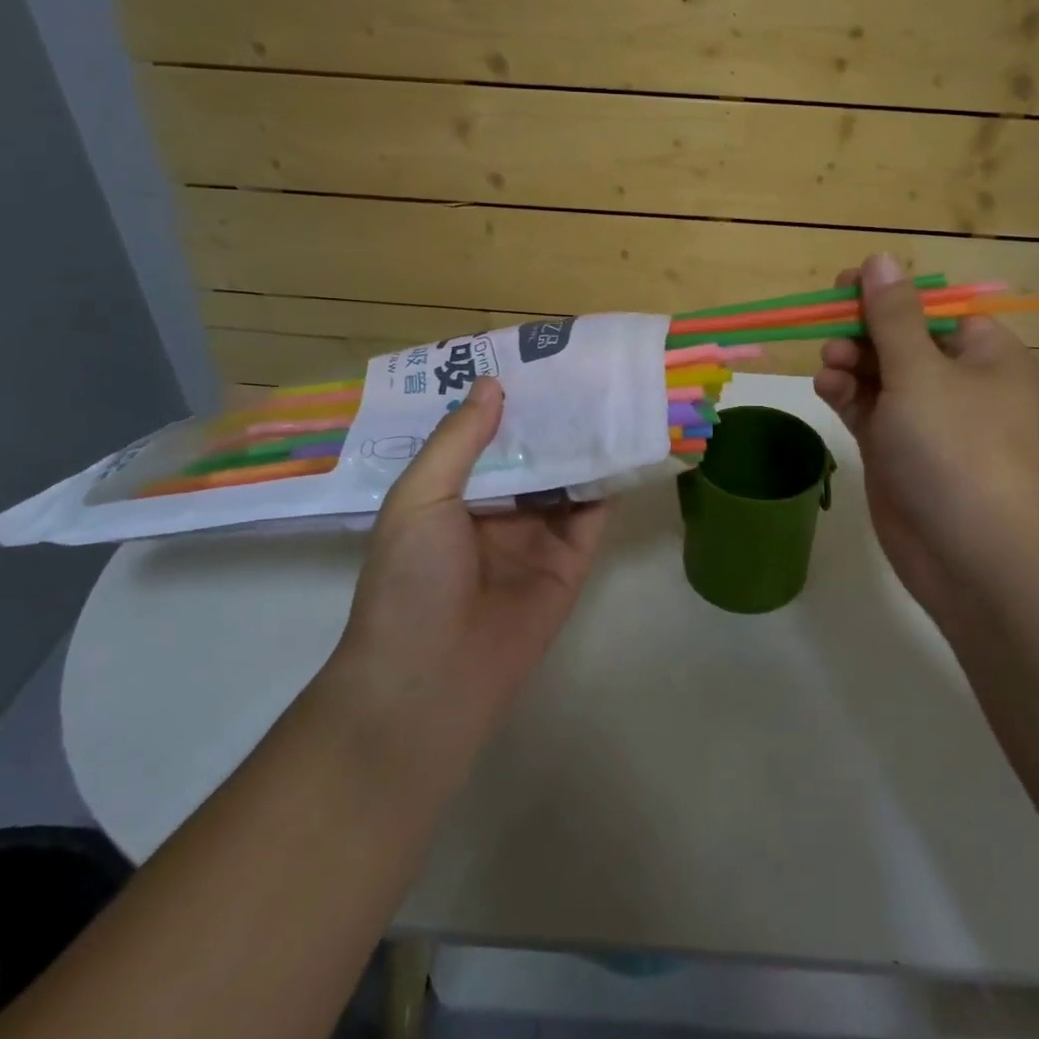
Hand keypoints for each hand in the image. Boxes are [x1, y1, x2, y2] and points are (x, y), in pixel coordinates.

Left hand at [322, 377, 607, 775]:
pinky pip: (592, 514)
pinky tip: (627, 443)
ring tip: (612, 393)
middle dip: (552, 417)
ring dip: (585, 443)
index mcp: (452, 494)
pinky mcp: (571, 561)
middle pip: (531, 453)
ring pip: (566, 478)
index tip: (532, 359)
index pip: (483, 435)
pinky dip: (609, 482)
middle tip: (583, 367)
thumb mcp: (419, 498)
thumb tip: (492, 383)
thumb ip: (458, 440)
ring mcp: (536, 536)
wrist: (432, 679)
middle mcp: (496, 510)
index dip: (505, 401)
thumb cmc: (411, 580)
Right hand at [813, 255, 1038, 624]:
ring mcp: (926, 419)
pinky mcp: (897, 451)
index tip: (844, 288)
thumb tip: (880, 259)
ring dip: (849, 363)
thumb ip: (893, 316)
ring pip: (878, 374)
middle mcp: (957, 382)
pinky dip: (846, 395)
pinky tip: (826, 390)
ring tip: (829, 369)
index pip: (932, 307)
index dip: (888, 295)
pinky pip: (868, 409)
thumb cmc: (956, 448)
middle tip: (829, 334)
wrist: (972, 555)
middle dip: (862, 332)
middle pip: (900, 338)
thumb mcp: (921, 372)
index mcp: (983, 354)